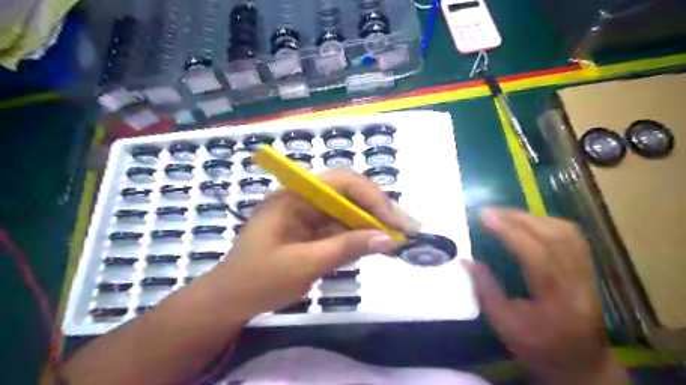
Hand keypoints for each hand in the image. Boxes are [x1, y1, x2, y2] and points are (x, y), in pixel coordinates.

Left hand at [206, 172, 417, 317]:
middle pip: (349, 193)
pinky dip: (361, 236)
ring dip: (374, 223)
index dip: (372, 198)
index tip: (394, 222)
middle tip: (407, 228)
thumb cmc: (258, 279)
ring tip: (401, 237)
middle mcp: (304, 198)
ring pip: (349, 210)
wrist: (230, 300)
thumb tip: (388, 239)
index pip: (341, 182)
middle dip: (379, 209)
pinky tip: (379, 245)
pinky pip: (343, 227)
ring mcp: (309, 214)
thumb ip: (346, 248)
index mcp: (294, 195)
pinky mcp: (313, 231)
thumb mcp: (303, 264)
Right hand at [464, 210, 628, 384]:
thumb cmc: (538, 347)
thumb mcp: (504, 324)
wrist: (581, 364)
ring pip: (566, 233)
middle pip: (555, 238)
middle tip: (491, 211)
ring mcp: (589, 274)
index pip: (536, 256)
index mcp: (557, 301)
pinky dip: (548, 223)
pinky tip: (530, 221)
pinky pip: (573, 236)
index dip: (510, 231)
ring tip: (506, 214)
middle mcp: (578, 283)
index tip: (485, 216)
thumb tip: (466, 260)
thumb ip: (484, 290)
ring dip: (533, 217)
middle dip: (519, 218)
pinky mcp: (589, 270)